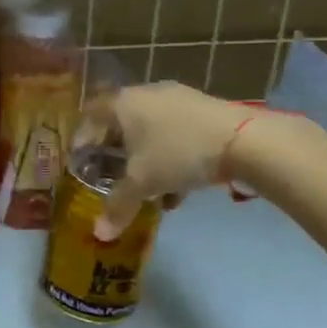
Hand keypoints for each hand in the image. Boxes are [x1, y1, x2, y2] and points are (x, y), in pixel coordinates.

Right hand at [79, 82, 262, 239]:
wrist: (243, 139)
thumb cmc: (177, 152)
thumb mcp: (143, 183)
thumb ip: (118, 206)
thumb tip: (99, 234)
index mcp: (122, 103)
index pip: (90, 115)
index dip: (83, 139)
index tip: (83, 163)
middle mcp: (145, 94)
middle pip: (121, 123)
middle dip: (117, 153)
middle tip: (114, 177)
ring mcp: (177, 98)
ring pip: (150, 130)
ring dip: (146, 158)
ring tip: (150, 189)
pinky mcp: (203, 109)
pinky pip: (175, 132)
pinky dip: (171, 155)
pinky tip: (180, 186)